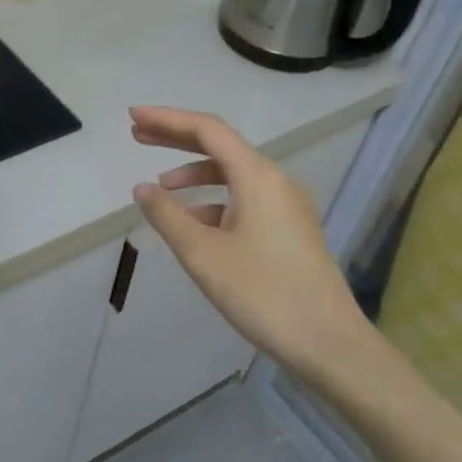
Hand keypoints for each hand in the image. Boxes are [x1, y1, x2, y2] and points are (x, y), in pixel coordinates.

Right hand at [129, 106, 377, 383]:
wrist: (329, 345)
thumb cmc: (263, 294)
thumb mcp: (203, 254)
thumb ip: (167, 216)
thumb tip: (142, 187)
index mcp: (257, 177)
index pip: (207, 130)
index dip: (167, 119)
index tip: (132, 117)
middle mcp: (275, 181)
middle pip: (219, 146)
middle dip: (176, 137)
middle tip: (137, 135)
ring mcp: (286, 206)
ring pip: (231, 174)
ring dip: (194, 172)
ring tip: (160, 185)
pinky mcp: (288, 229)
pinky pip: (243, 199)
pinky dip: (212, 200)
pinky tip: (192, 222)